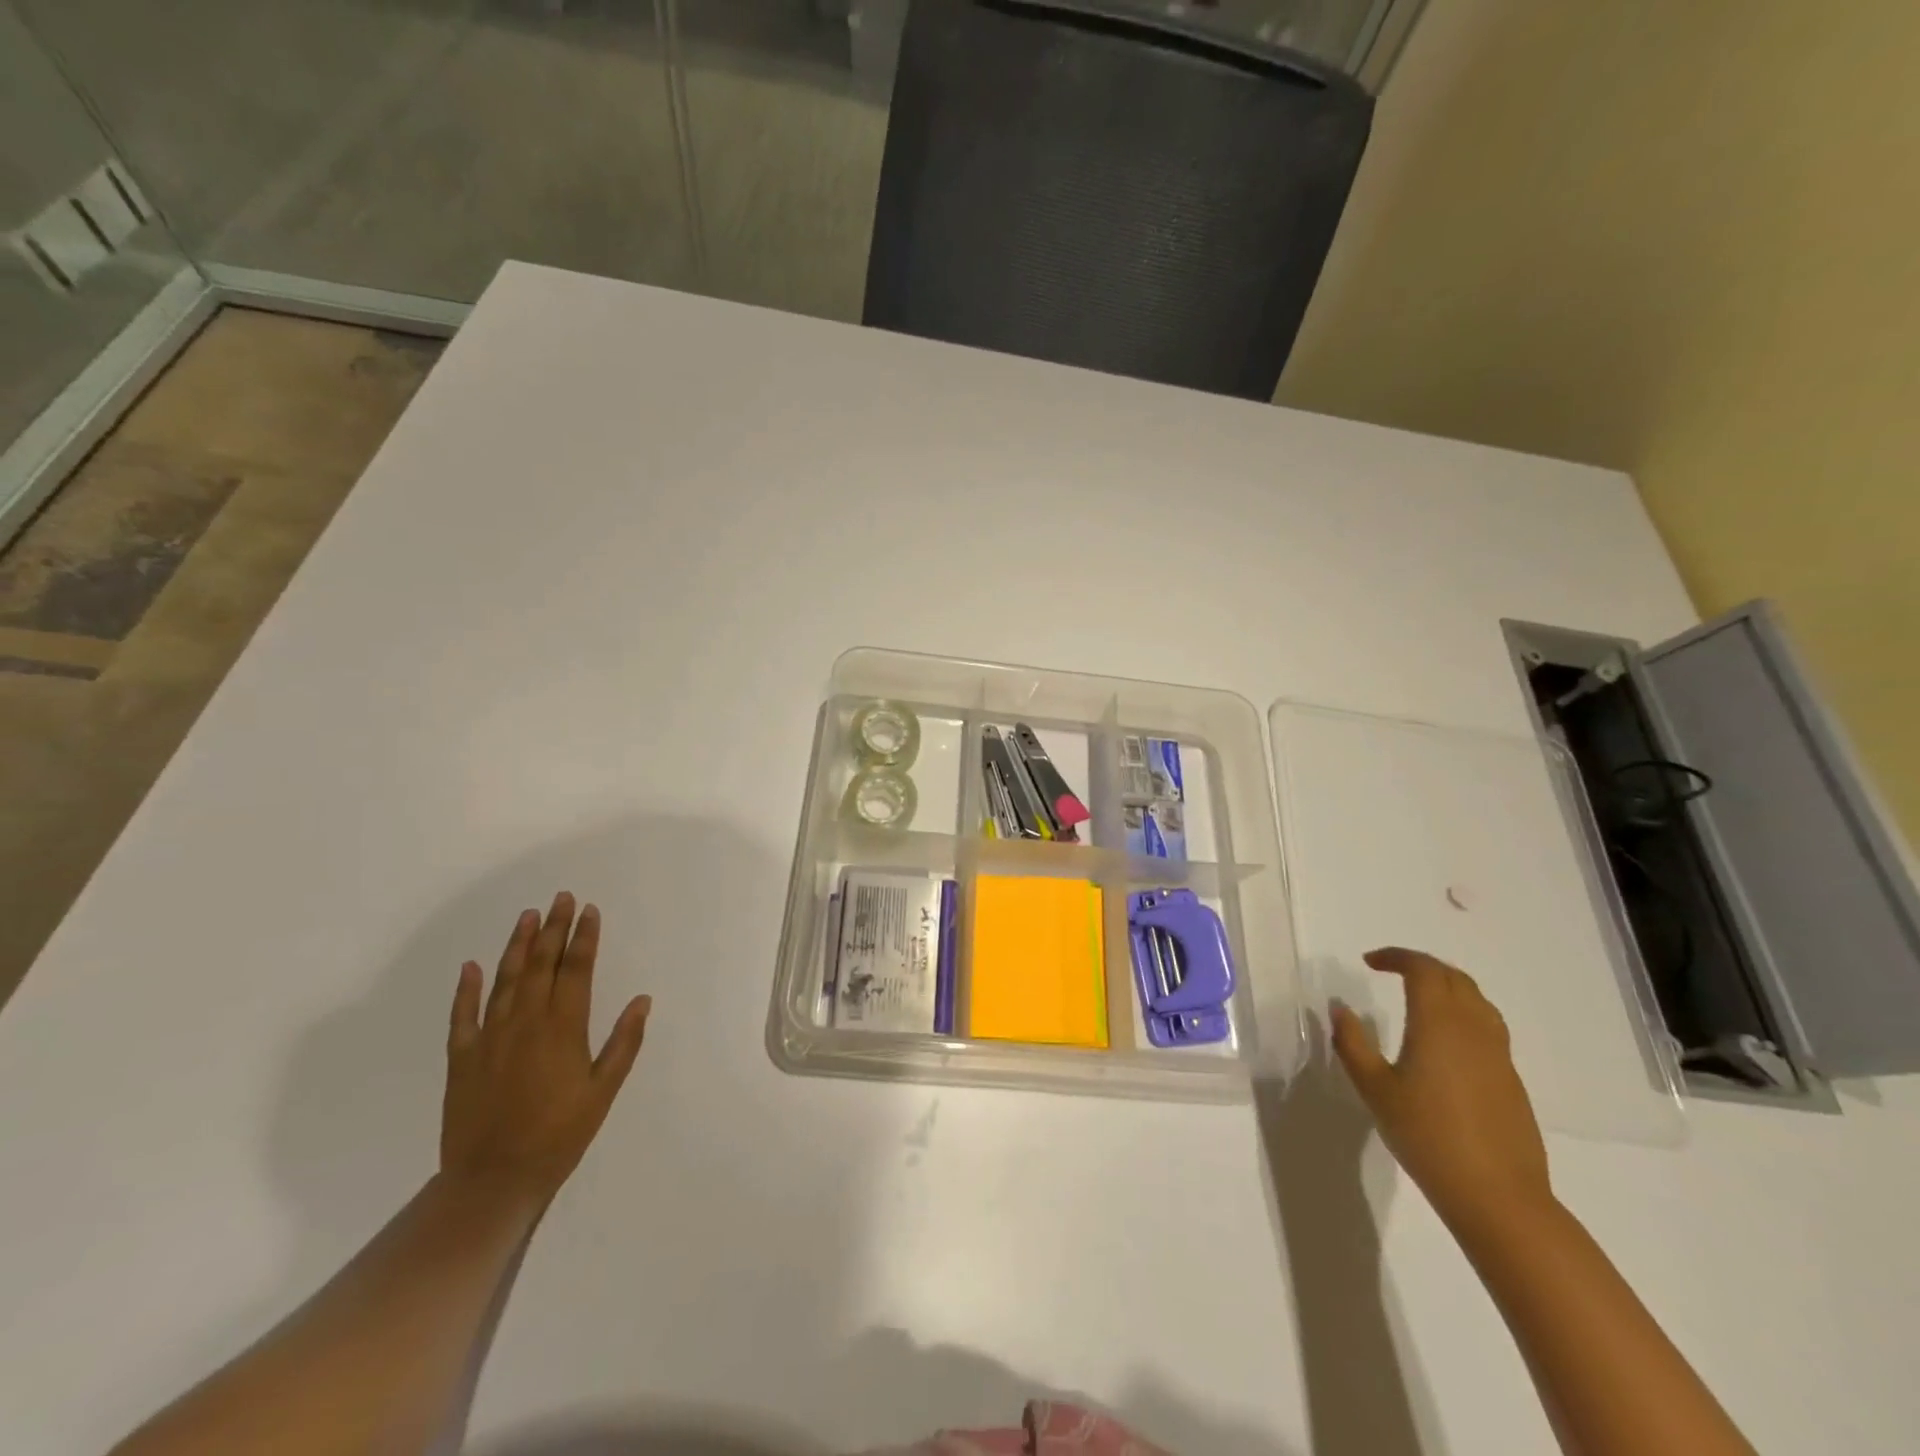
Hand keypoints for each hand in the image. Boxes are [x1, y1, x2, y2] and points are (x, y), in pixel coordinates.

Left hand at [441, 892, 650, 1211]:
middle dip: (553, 928)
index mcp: (563, 1027)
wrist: (493, 1179)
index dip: (584, 938)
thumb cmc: (560, 1134)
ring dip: (518, 945)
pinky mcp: (462, 1057)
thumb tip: (642, 1000)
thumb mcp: (604, 1090)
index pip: (576, 970)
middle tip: (561, 898)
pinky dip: (467, 988)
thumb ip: (624, 1042)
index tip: (589, 911)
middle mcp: (526, 1022)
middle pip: (541, 964)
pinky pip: (463, 1015)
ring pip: (505, 979)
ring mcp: (490, 1037)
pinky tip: (472, 966)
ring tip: (527, 916)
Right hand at [1332, 947, 1552, 1232]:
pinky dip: (1463, 1012)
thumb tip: (1340, 1008)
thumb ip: (1353, 1043)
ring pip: (1476, 1000)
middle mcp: (1473, 1029)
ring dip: (1446, 986)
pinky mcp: (1510, 1078)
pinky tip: (1445, 1039)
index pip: (1423, 970)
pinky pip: (1487, 1026)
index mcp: (1438, 1024)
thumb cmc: (1427, 1136)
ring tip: (1419, 996)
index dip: (1396, 957)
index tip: (1369, 961)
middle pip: (1453, 977)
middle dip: (1421, 966)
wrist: (1497, 1196)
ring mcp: (1498, 1054)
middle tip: (1391, 971)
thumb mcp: (1374, 1089)